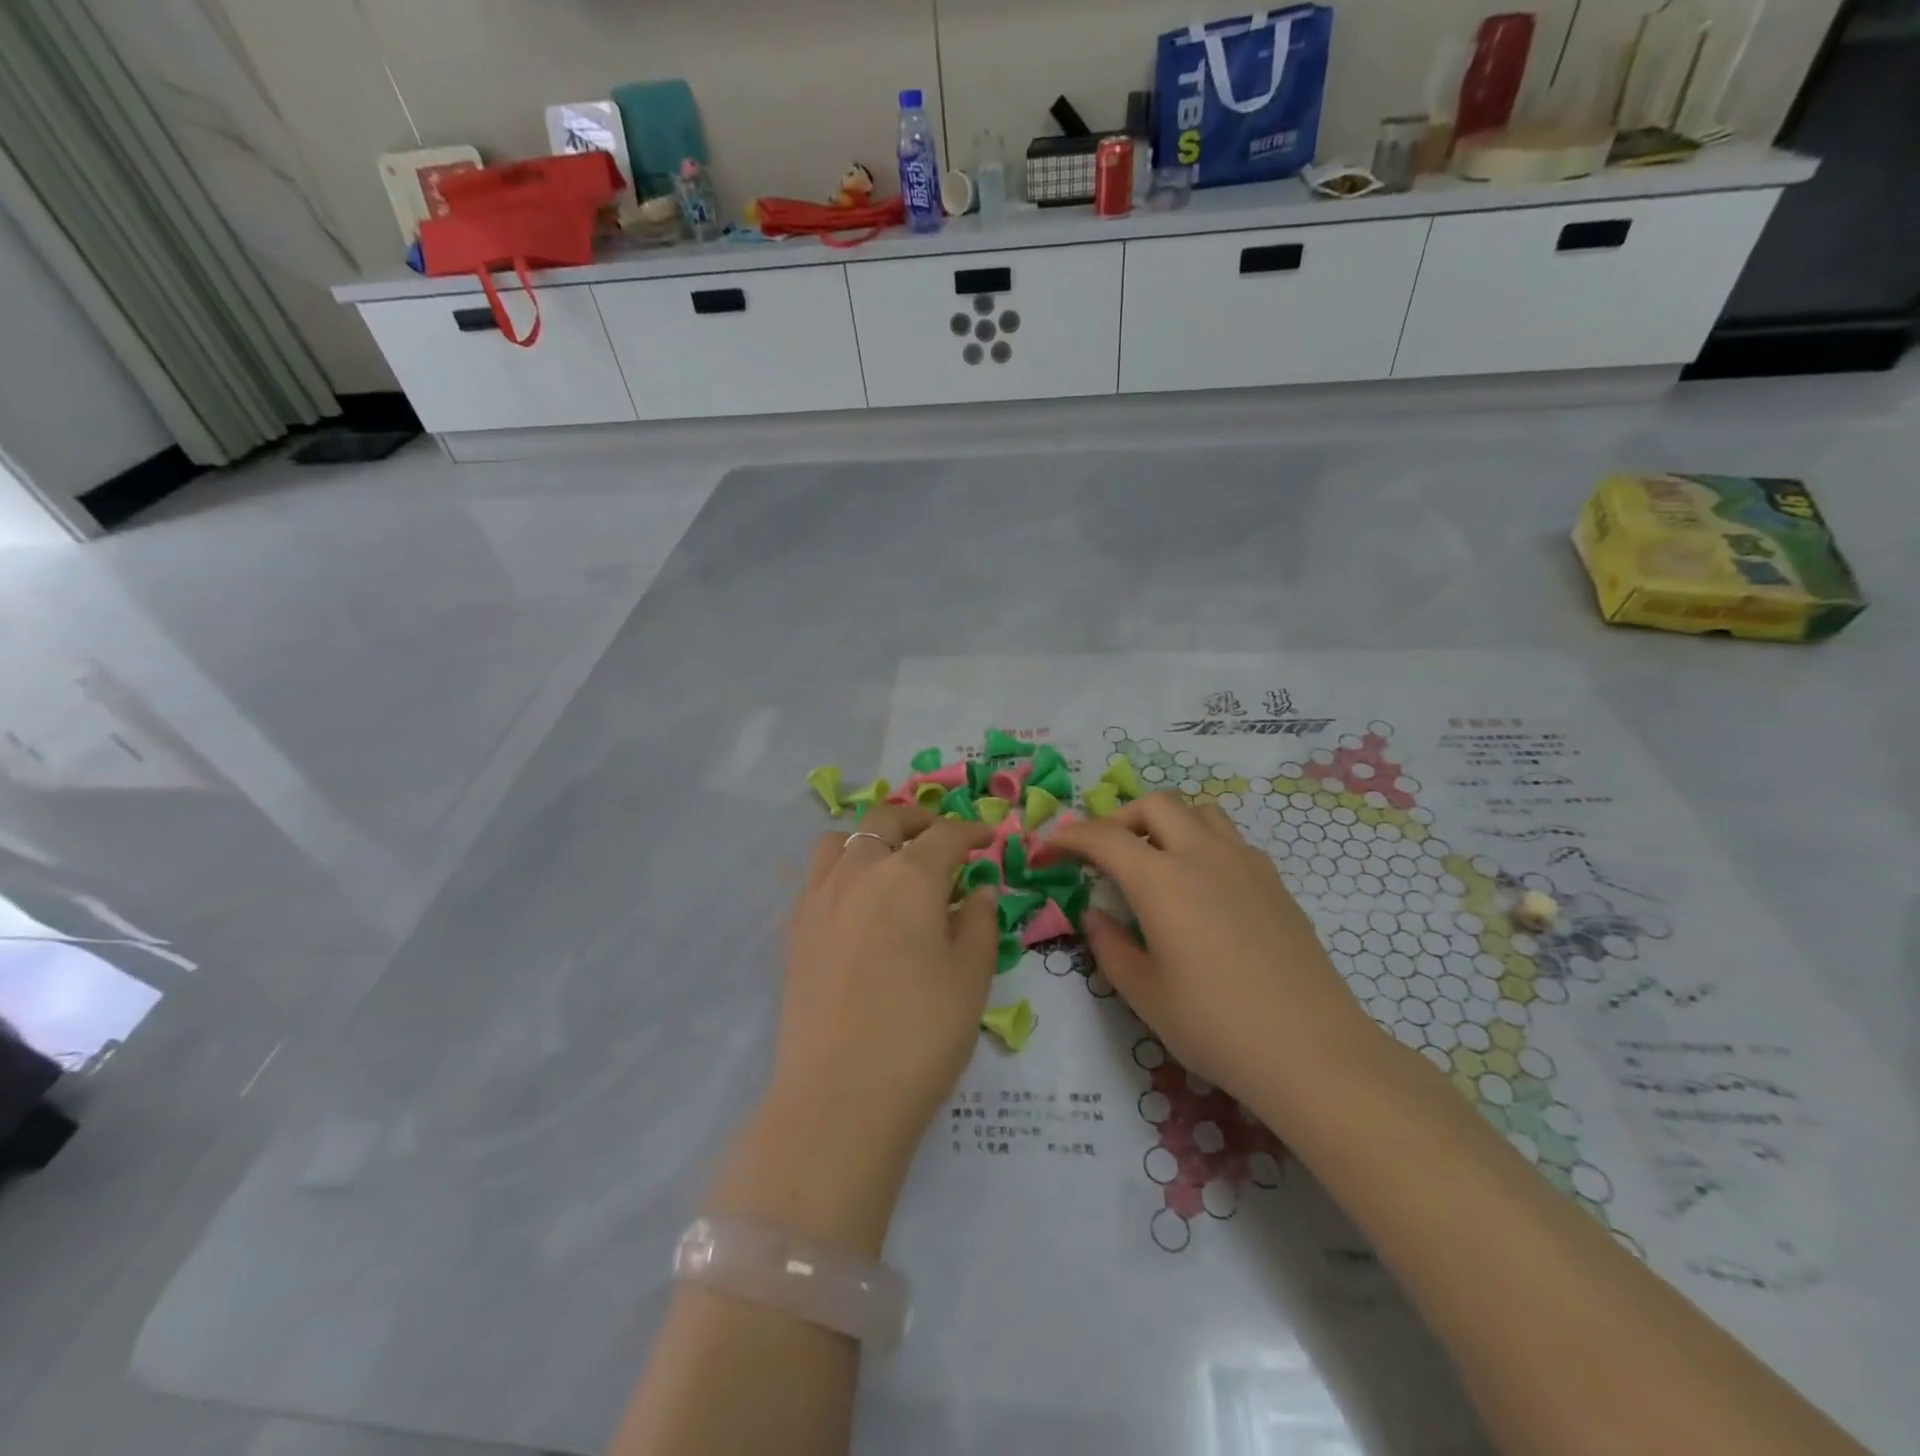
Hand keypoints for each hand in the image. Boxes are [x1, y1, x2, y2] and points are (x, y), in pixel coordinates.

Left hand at [771, 805, 998, 1155]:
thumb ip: (980, 921)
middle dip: (920, 820)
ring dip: (870, 838)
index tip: (989, 838)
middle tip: (942, 838)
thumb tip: (977, 890)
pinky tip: (856, 903)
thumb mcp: (972, 976)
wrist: (840, 1094)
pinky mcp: (795, 929)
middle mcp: (860, 871)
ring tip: (890, 862)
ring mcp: (819, 897)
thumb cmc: (921, 1033)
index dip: (972, 831)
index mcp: (909, 876)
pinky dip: (840, 870)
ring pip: (841, 839)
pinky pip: (816, 876)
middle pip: (887, 820)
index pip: (946, 835)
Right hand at [1039, 792, 1378, 1126]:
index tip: (1049, 850)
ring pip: (1200, 811)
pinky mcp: (1275, 881)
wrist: (1312, 1051)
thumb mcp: (1144, 994)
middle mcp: (1203, 856)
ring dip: (1167, 823)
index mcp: (1162, 881)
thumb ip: (1110, 946)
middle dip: (1120, 819)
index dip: (1069, 837)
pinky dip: (1202, 845)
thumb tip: (1096, 914)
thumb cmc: (1215, 1026)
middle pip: (1155, 803)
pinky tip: (1202, 890)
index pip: (1104, 837)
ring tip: (1156, 863)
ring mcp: (1246, 863)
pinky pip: (1230, 840)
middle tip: (1106, 855)